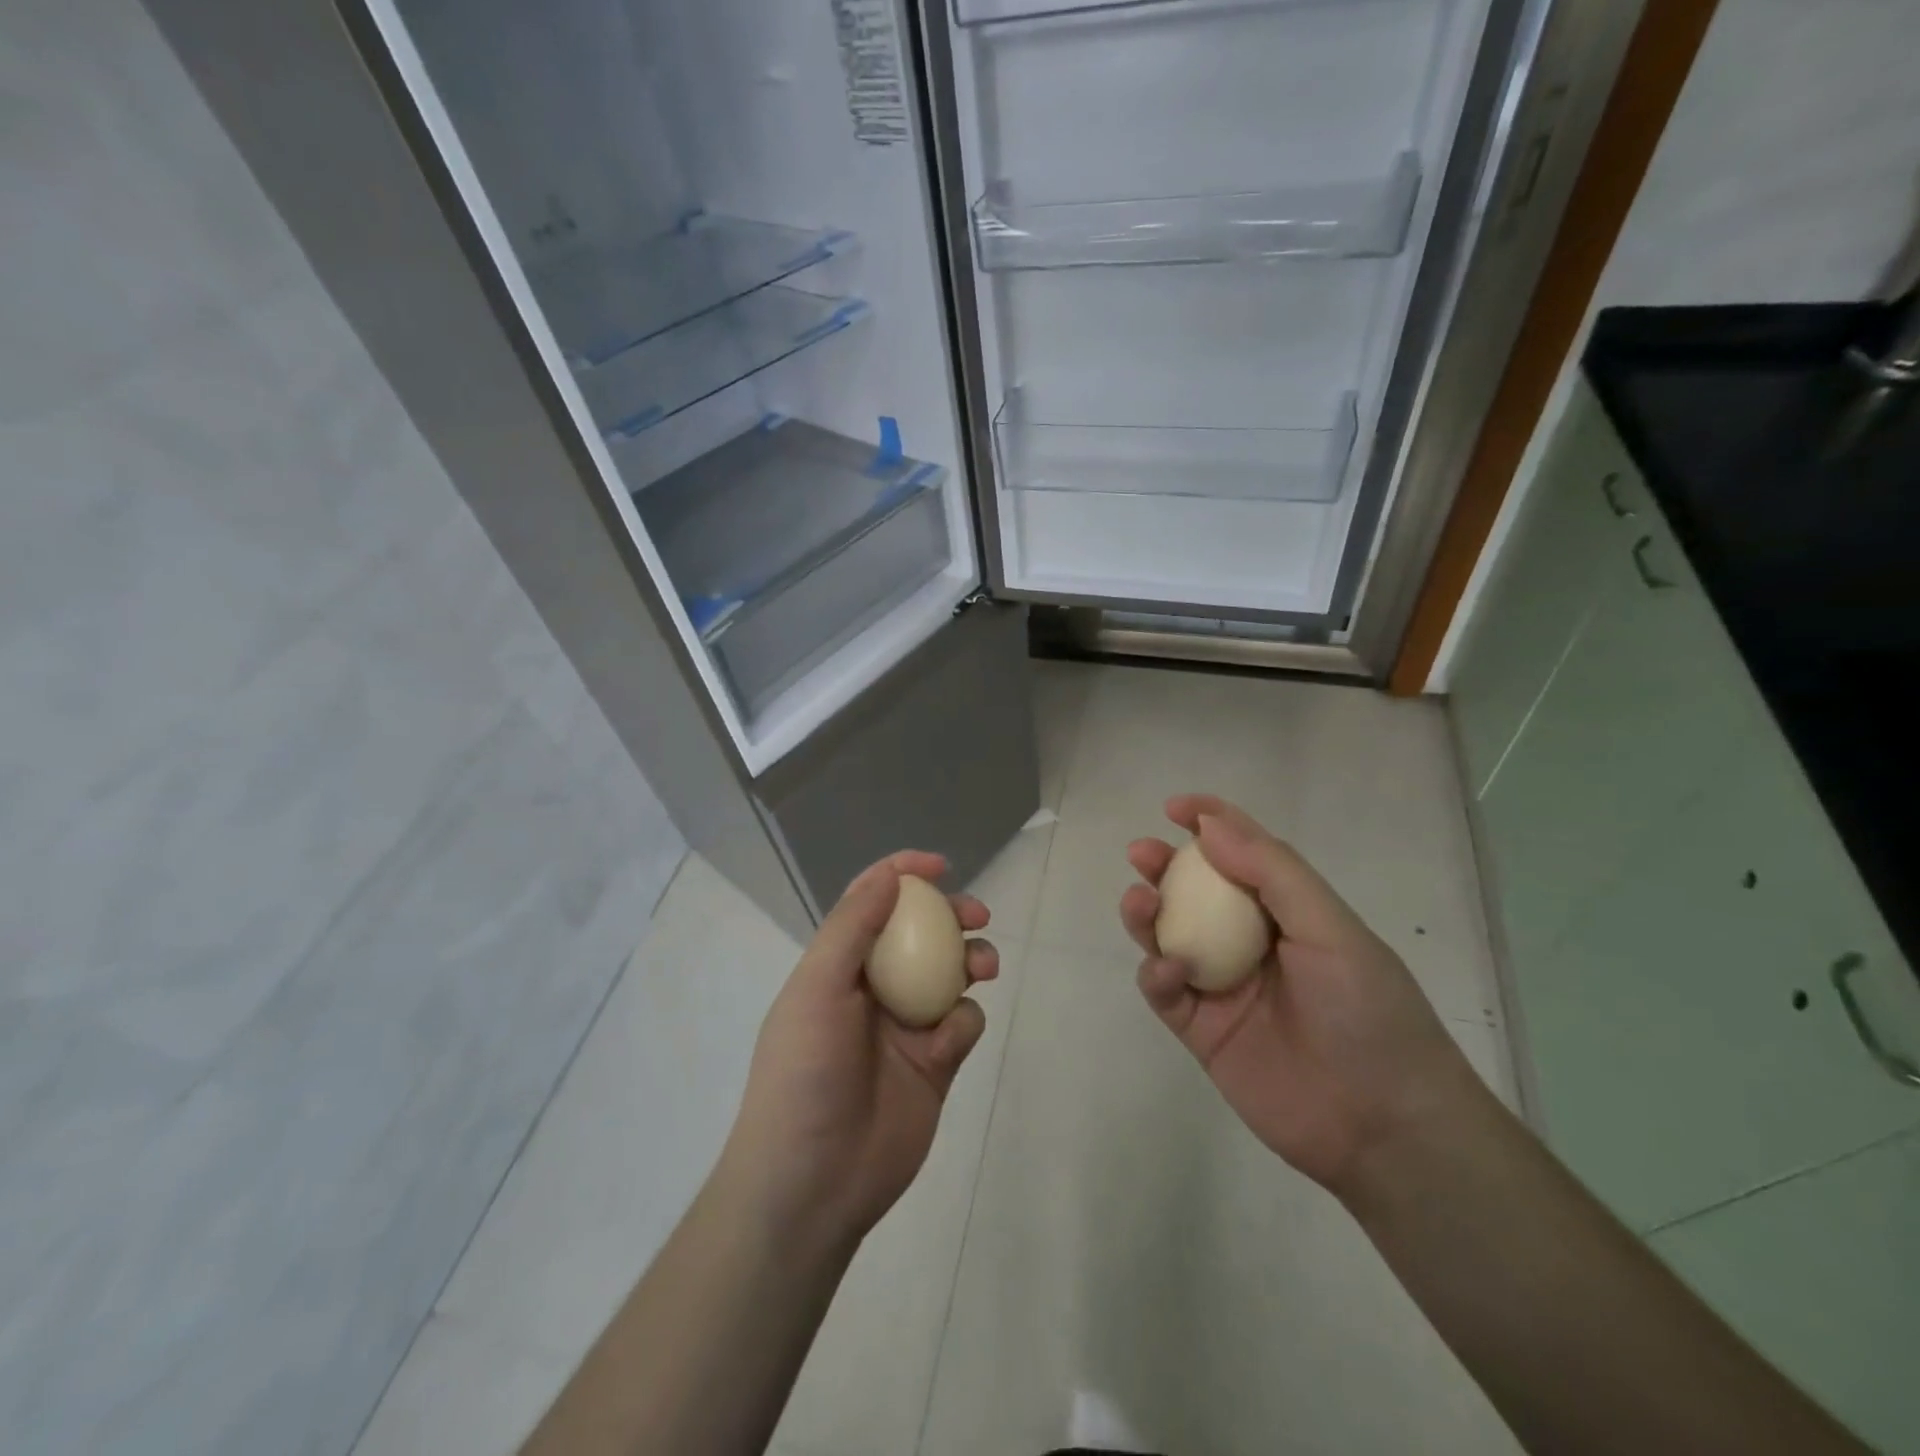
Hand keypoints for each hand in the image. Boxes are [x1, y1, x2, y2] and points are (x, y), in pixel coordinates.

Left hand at [721, 851, 997, 1248]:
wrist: (813, 1182)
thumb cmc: (805, 1073)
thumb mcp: (818, 988)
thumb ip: (854, 927)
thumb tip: (890, 874)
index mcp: (839, 965)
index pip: (870, 902)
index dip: (902, 874)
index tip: (939, 865)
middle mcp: (874, 988)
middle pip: (920, 933)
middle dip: (951, 915)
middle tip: (977, 913)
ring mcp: (906, 1027)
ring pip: (950, 974)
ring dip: (971, 960)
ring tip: (983, 966)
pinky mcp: (935, 1065)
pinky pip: (962, 1024)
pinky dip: (963, 1022)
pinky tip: (948, 1040)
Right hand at [1120, 795, 1483, 1198]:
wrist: (1384, 1126)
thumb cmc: (1368, 1012)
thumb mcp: (1330, 928)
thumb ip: (1271, 872)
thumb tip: (1210, 826)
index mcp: (1289, 913)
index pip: (1245, 854)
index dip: (1211, 823)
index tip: (1175, 807)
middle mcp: (1251, 942)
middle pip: (1196, 893)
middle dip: (1165, 867)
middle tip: (1142, 853)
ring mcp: (1223, 987)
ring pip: (1169, 937)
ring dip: (1148, 914)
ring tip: (1141, 902)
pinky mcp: (1202, 1030)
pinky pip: (1165, 991)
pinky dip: (1157, 973)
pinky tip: (1168, 970)